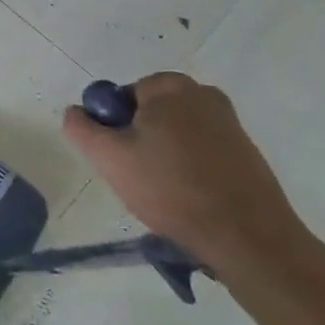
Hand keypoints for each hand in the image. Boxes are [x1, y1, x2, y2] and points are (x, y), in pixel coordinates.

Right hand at [61, 73, 309, 271]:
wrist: (248, 238)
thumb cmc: (171, 189)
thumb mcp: (109, 157)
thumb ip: (81, 128)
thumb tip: (76, 111)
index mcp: (171, 86)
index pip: (123, 95)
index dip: (113, 125)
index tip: (118, 156)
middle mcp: (204, 95)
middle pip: (150, 113)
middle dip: (139, 139)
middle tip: (136, 175)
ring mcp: (231, 124)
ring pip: (176, 133)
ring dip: (163, 155)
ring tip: (163, 191)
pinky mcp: (247, 153)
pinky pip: (202, 152)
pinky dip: (190, 168)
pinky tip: (190, 198)